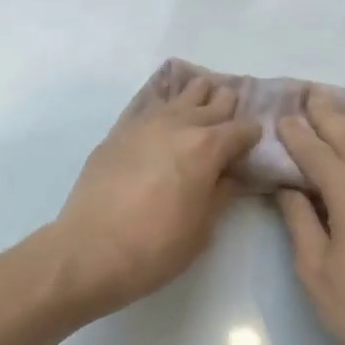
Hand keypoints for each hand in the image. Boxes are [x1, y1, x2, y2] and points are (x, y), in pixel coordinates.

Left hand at [50, 73, 261, 317]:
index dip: (253, 136)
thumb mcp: (202, 229)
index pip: (242, 129)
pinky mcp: (118, 131)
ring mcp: (144, 123)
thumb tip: (230, 176)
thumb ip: (221, 195)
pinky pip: (146, 103)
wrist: (91, 251)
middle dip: (228, 108)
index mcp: (207, 147)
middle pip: (213, 101)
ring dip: (196, 97)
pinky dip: (162, 101)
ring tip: (203, 103)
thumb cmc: (156, 247)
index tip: (254, 145)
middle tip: (232, 121)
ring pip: (179, 94)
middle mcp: (178, 124)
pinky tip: (165, 104)